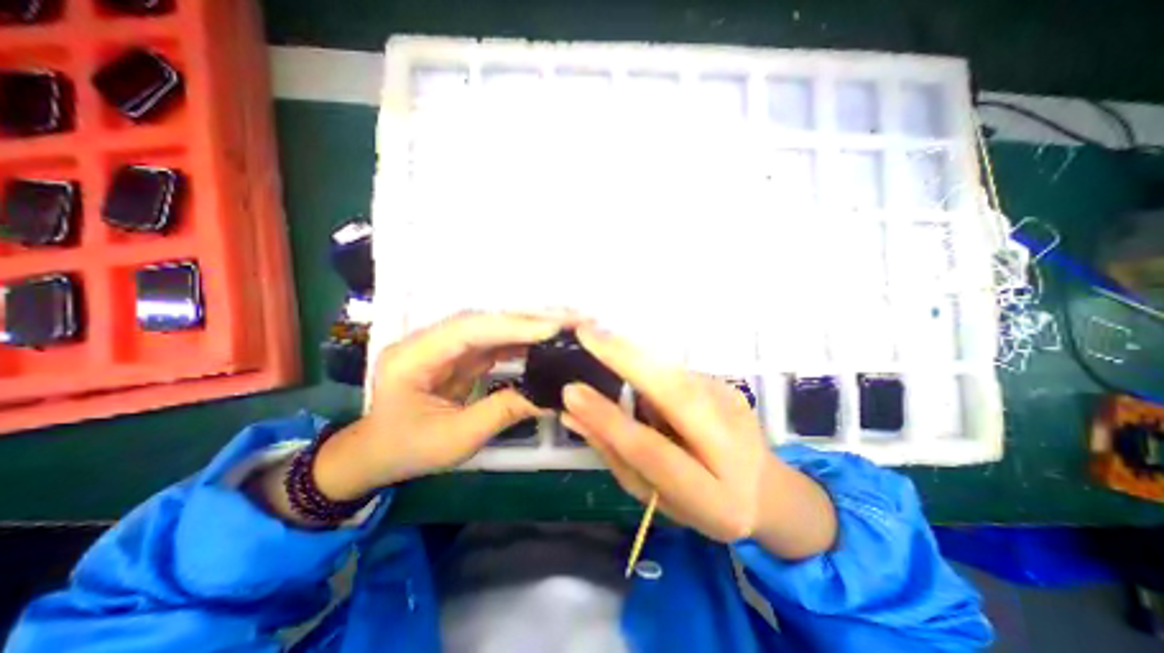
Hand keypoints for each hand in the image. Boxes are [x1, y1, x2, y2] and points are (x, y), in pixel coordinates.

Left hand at [311, 311, 572, 500]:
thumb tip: (551, 396)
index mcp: (413, 357)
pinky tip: (547, 343)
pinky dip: (524, 342)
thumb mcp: (456, 439)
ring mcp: (446, 345)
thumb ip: (503, 411)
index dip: (514, 326)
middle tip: (573, 320)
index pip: (470, 330)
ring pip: (495, 328)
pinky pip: (496, 342)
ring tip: (568, 328)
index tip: (555, 328)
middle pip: (486, 321)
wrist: (376, 453)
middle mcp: (429, 341)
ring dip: (532, 327)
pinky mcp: (460, 354)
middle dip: (531, 320)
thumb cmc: (407, 449)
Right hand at [564, 328, 835, 557]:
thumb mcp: (654, 497)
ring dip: (634, 353)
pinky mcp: (726, 385)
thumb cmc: (700, 504)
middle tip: (588, 334)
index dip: (610, 419)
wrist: (765, 489)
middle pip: (677, 394)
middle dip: (628, 360)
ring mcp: (733, 406)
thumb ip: (614, 454)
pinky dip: (647, 363)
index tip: (572, 390)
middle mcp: (731, 444)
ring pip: (675, 374)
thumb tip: (572, 414)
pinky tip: (628, 359)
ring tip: (598, 337)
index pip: (652, 451)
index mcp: (713, 497)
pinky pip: (676, 372)